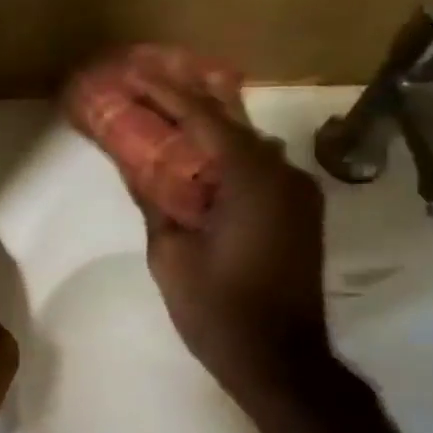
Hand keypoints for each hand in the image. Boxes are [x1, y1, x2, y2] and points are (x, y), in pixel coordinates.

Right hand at [124, 74, 329, 384]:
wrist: (280, 359)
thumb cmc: (217, 308)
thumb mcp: (171, 254)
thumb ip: (155, 201)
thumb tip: (136, 166)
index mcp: (251, 179)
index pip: (203, 118)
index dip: (165, 92)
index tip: (133, 72)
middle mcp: (283, 173)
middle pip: (230, 122)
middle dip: (187, 100)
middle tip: (147, 82)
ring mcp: (297, 192)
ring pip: (247, 144)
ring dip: (208, 128)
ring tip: (167, 116)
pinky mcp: (299, 212)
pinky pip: (258, 168)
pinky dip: (226, 156)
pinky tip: (198, 159)